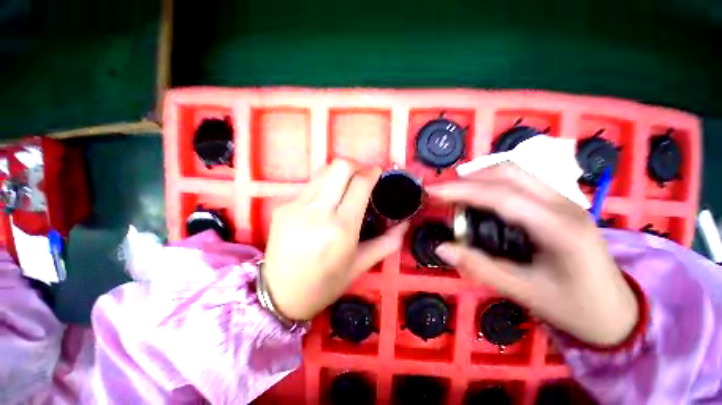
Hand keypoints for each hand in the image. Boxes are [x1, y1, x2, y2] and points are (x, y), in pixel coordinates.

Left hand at [263, 159, 407, 320]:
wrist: (279, 295)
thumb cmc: (325, 284)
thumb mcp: (360, 265)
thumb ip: (387, 243)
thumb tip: (404, 224)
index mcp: (341, 228)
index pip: (360, 184)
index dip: (372, 173)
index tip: (377, 173)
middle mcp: (318, 212)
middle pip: (339, 166)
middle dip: (355, 165)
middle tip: (361, 177)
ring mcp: (296, 206)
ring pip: (323, 171)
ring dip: (338, 174)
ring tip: (344, 187)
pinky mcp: (282, 207)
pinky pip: (309, 186)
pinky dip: (323, 187)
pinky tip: (324, 203)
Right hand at [429, 164, 638, 345]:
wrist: (616, 310)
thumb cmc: (574, 307)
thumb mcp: (524, 292)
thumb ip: (479, 267)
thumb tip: (442, 247)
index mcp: (559, 229)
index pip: (501, 196)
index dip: (462, 190)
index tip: (433, 191)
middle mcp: (564, 204)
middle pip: (509, 172)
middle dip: (468, 178)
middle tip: (442, 191)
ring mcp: (565, 199)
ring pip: (516, 171)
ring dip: (480, 176)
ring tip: (456, 192)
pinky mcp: (560, 202)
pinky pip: (521, 179)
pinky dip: (492, 181)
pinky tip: (480, 195)